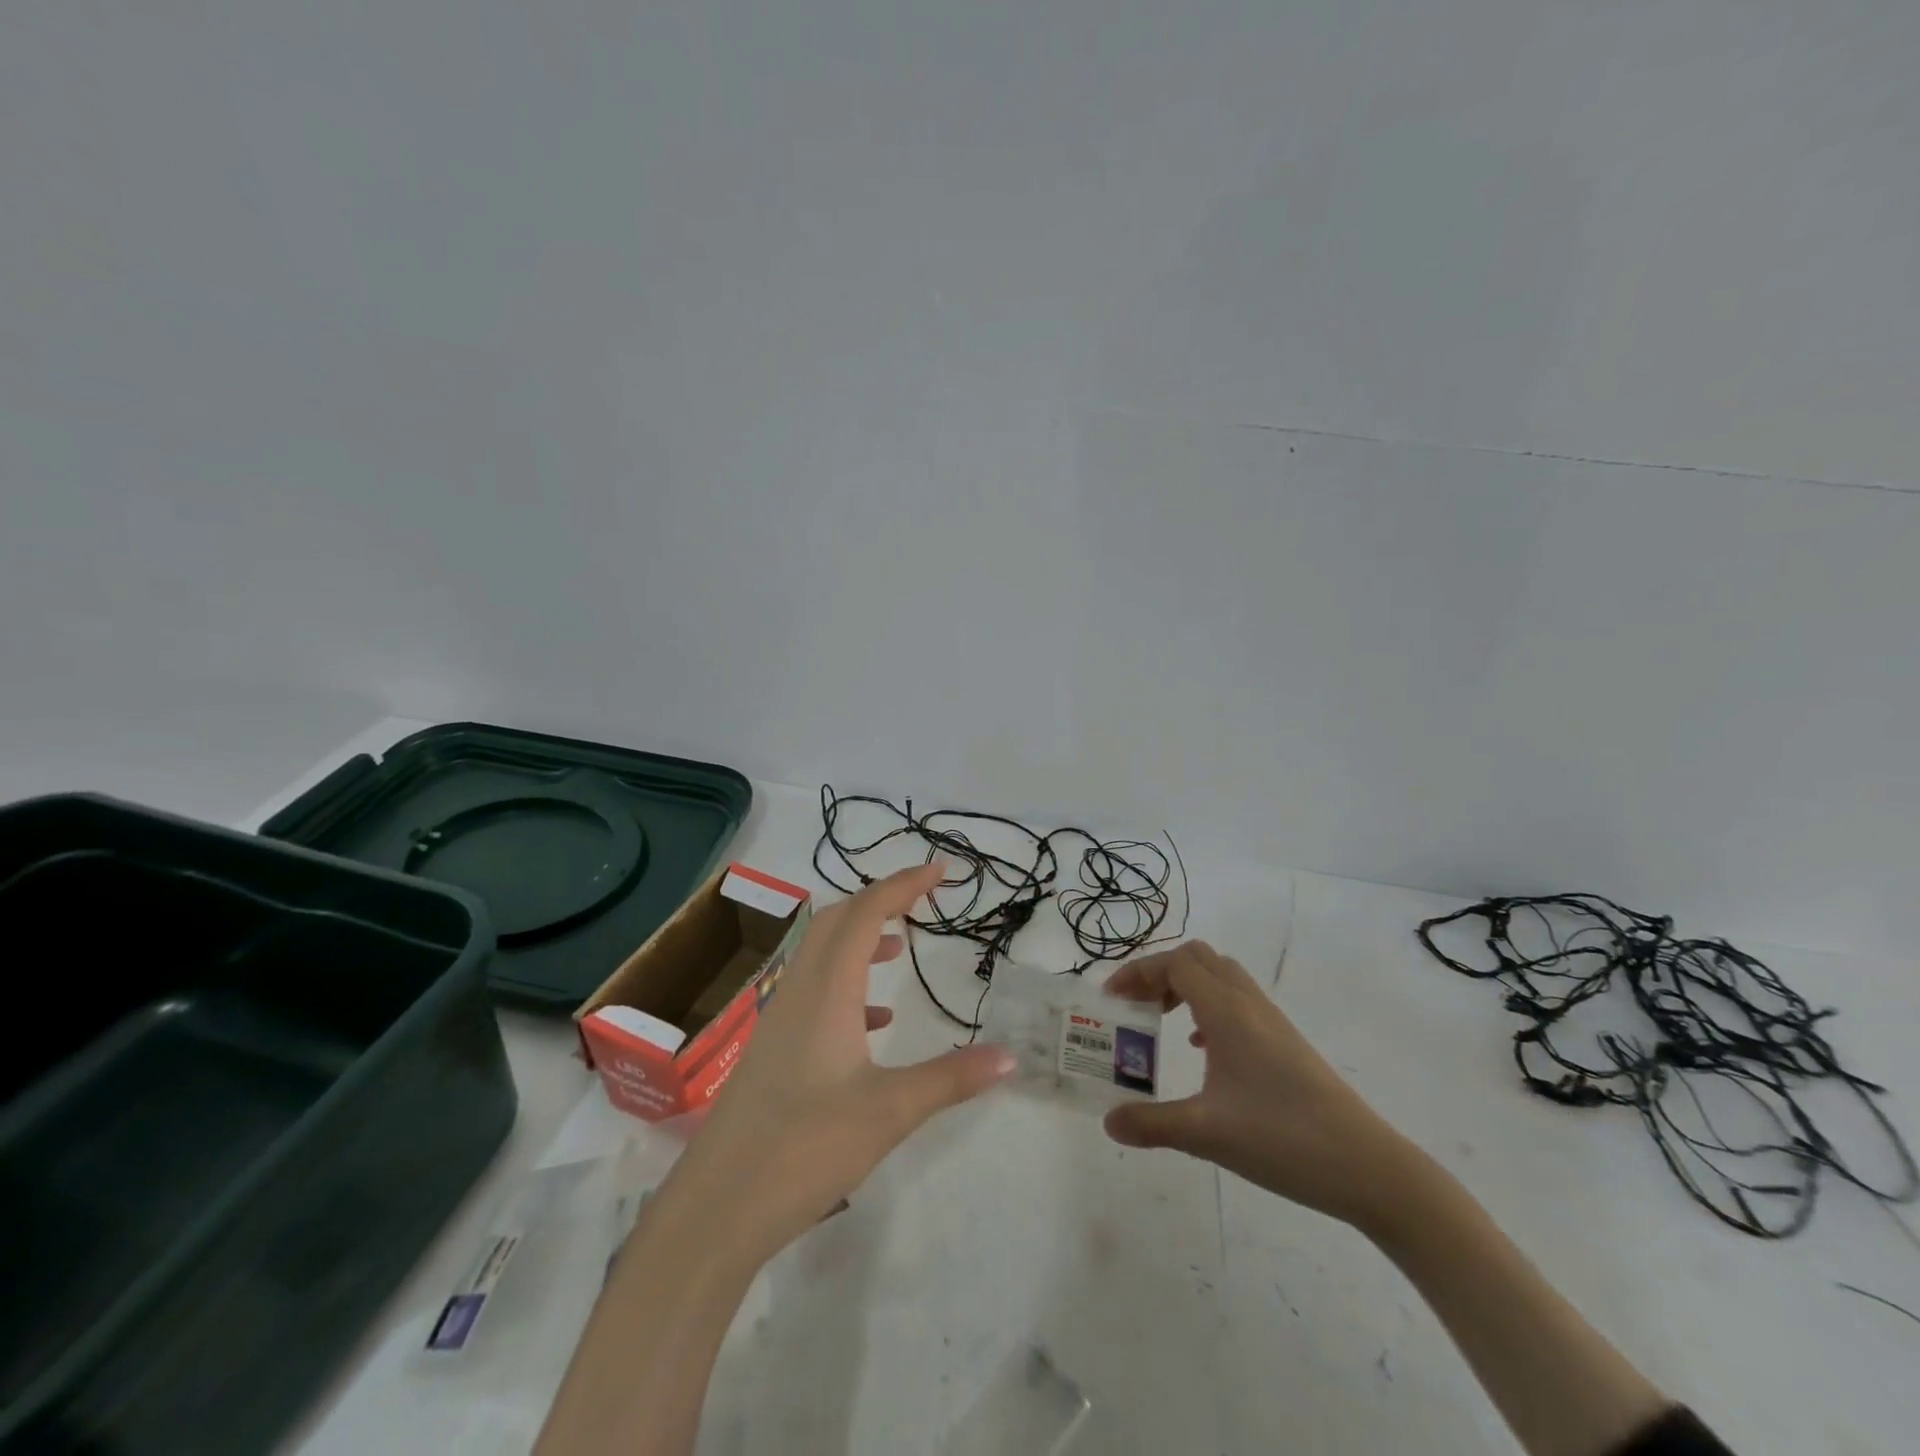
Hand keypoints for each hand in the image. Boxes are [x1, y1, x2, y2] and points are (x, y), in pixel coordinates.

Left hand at [669, 862, 1015, 1260]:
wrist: (717, 1208)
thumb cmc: (805, 1149)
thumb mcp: (890, 1112)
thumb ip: (952, 1079)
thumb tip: (1011, 1055)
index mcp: (826, 991)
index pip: (865, 914)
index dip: (902, 885)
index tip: (939, 872)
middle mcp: (798, 992)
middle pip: (836, 922)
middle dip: (879, 901)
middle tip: (920, 900)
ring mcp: (780, 1021)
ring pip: (820, 955)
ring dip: (859, 939)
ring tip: (898, 948)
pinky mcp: (773, 1050)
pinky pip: (813, 992)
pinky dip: (846, 984)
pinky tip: (873, 1022)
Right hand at [1102, 940, 1410, 1226]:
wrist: (1370, 1168)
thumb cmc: (1284, 1139)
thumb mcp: (1207, 1135)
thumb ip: (1152, 1124)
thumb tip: (1109, 1122)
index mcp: (1227, 1011)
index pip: (1175, 963)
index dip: (1138, 972)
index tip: (1112, 999)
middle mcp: (1248, 1004)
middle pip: (1197, 958)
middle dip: (1159, 972)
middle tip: (1135, 1005)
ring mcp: (1272, 1022)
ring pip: (1221, 976)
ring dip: (1186, 986)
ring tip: (1162, 1020)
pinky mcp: (1286, 1043)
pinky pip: (1238, 1001)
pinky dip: (1209, 1007)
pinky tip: (1204, 1049)